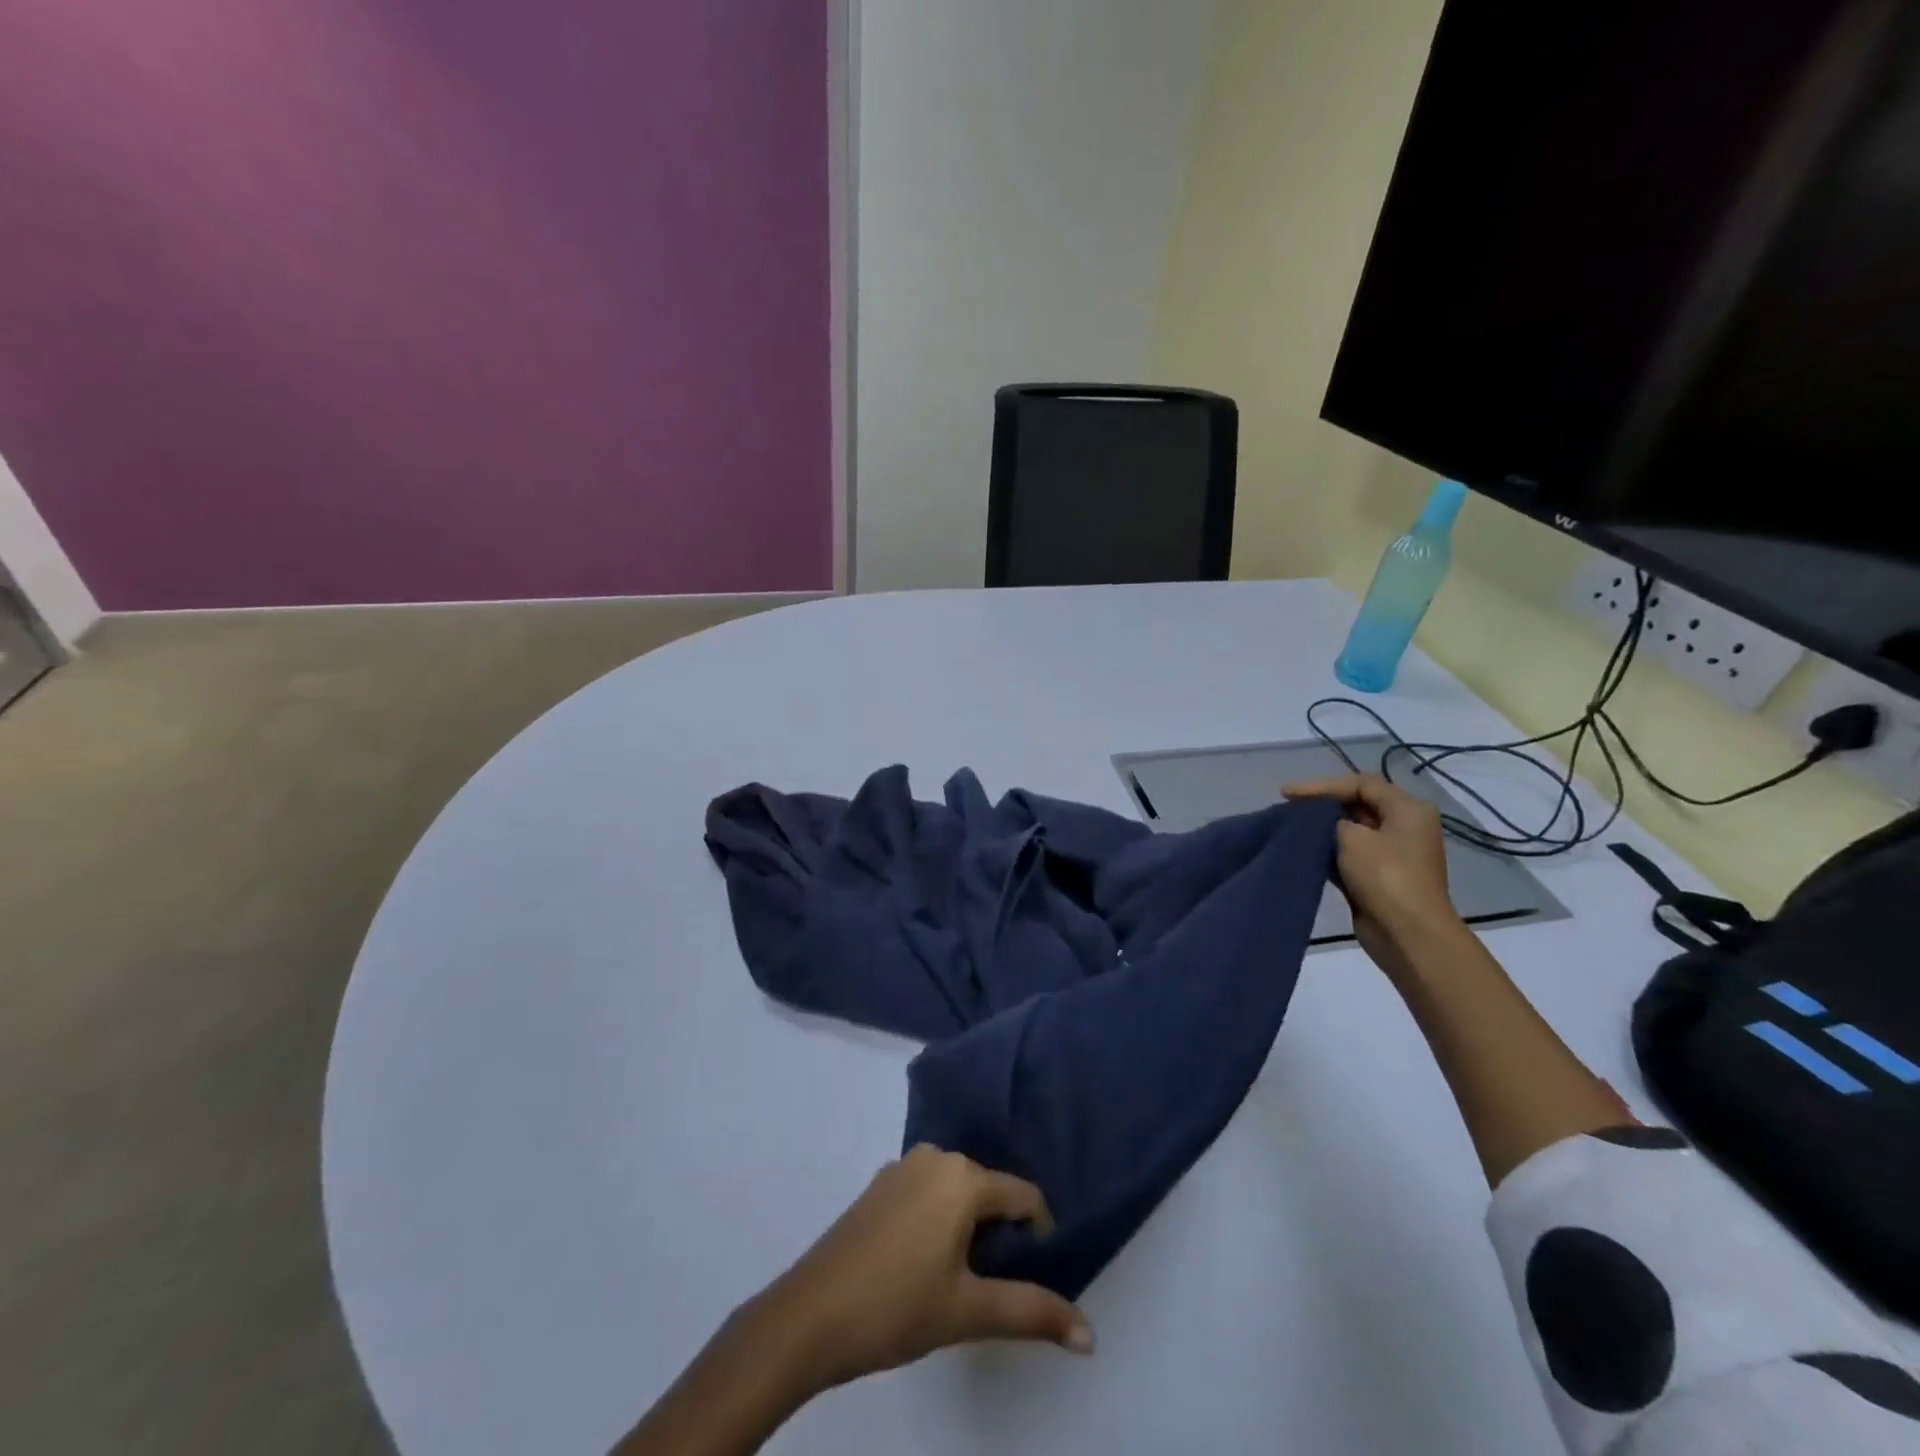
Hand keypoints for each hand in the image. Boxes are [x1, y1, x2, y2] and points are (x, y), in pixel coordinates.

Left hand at [760, 1146, 1093, 1393]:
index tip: (1036, 1275)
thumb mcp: (969, 1312)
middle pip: (989, 1189)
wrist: (810, 1314)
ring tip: (961, 1278)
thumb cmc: (897, 1306)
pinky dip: (940, 1220)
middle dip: (1002, 1232)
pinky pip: (928, 1193)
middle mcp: (935, 1157)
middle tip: (994, 1283)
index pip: (1023, 1195)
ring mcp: (902, 1167)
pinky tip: (925, 1263)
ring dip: (969, 1227)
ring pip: (957, 1191)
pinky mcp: (879, 1185)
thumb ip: (1032, 1313)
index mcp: (962, 1176)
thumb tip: (1091, 1335)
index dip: (1039, 1234)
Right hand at [1283, 773, 1463, 981]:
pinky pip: (1350, 853)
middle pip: (1358, 804)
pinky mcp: (1379, 876)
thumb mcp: (1352, 837)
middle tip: (1288, 807)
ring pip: (1352, 830)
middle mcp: (1404, 826)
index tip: (1287, 794)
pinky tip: (1303, 850)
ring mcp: (1393, 853)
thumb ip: (1331, 820)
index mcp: (1407, 809)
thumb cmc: (1385, 877)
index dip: (1322, 785)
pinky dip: (1328, 849)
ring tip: (1290, 826)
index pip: (1361, 784)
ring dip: (1323, 828)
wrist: (1407, 934)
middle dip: (1322, 805)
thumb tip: (1325, 824)